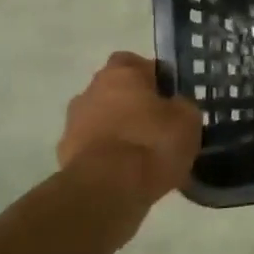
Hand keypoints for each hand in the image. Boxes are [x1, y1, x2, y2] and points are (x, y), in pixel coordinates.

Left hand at [58, 52, 201, 199]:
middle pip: (115, 90)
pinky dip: (107, 155)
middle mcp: (91, 91)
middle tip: (158, 124)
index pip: (134, 62)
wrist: (106, 190)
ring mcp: (73, 124)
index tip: (169, 95)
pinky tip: (127, 173)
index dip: (153, 76)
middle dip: (133, 104)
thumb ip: (181, 105)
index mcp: (121, 74)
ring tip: (144, 154)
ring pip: (102, 119)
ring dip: (119, 130)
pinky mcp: (64, 155)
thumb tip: (175, 106)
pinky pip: (93, 147)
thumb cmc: (151, 143)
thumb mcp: (188, 120)